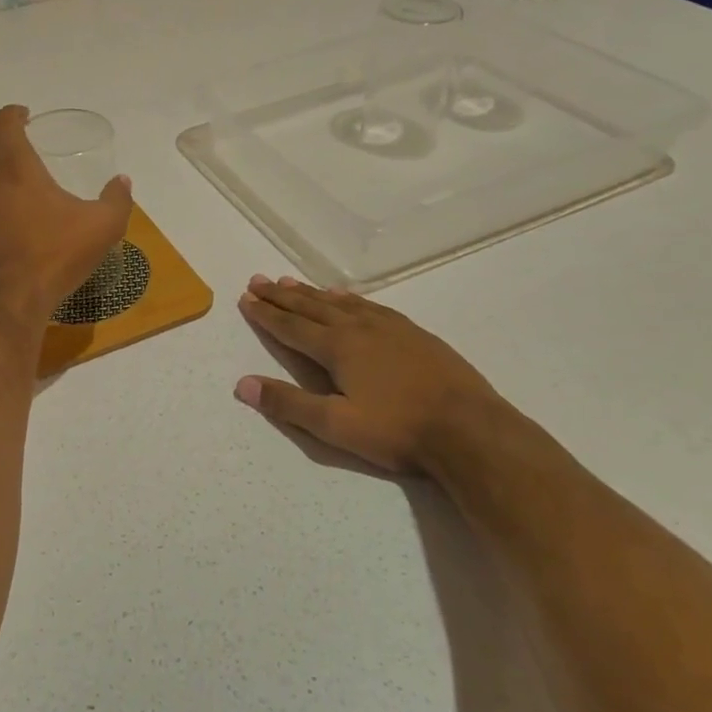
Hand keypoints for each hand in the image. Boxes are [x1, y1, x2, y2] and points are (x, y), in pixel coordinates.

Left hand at [0, 105, 133, 334]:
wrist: (12, 304)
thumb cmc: (57, 258)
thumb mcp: (103, 228)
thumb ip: (117, 200)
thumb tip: (122, 182)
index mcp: (17, 170)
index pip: (2, 124)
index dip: (11, 113)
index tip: (25, 117)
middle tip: (11, 146)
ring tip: (6, 185)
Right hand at [235, 275, 510, 474]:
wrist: (468, 428)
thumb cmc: (397, 430)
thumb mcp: (336, 426)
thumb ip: (288, 404)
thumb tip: (243, 385)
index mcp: (337, 348)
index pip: (291, 326)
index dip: (266, 314)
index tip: (246, 299)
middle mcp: (359, 328)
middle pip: (311, 306)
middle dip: (282, 295)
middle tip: (259, 281)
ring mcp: (389, 327)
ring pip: (340, 302)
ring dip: (312, 292)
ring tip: (291, 281)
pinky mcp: (414, 333)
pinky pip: (370, 305)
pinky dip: (349, 298)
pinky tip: (347, 298)